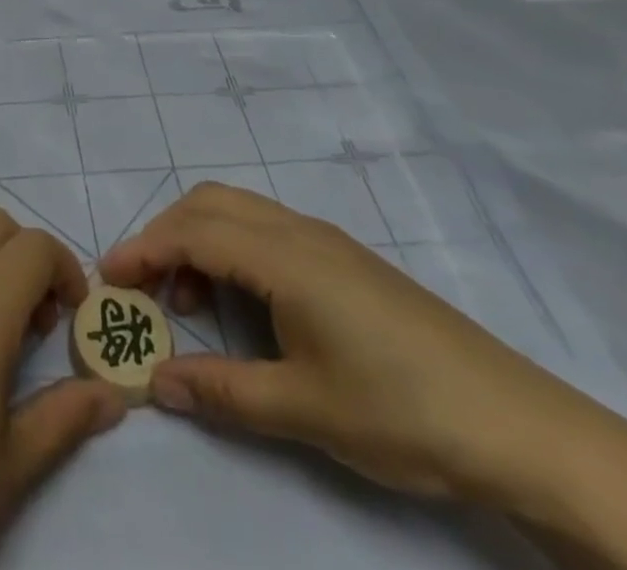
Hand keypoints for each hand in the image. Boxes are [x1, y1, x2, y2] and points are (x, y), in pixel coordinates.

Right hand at [99, 183, 604, 506]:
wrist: (518, 424)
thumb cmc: (403, 411)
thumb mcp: (306, 408)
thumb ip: (224, 391)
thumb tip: (157, 384)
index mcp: (284, 256)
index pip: (193, 232)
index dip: (144, 249)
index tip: (108, 278)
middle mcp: (299, 231)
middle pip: (210, 203)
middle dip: (165, 234)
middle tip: (140, 286)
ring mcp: (326, 241)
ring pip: (239, 211)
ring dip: (199, 239)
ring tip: (187, 301)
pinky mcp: (345, 260)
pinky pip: (267, 230)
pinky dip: (232, 248)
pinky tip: (242, 302)